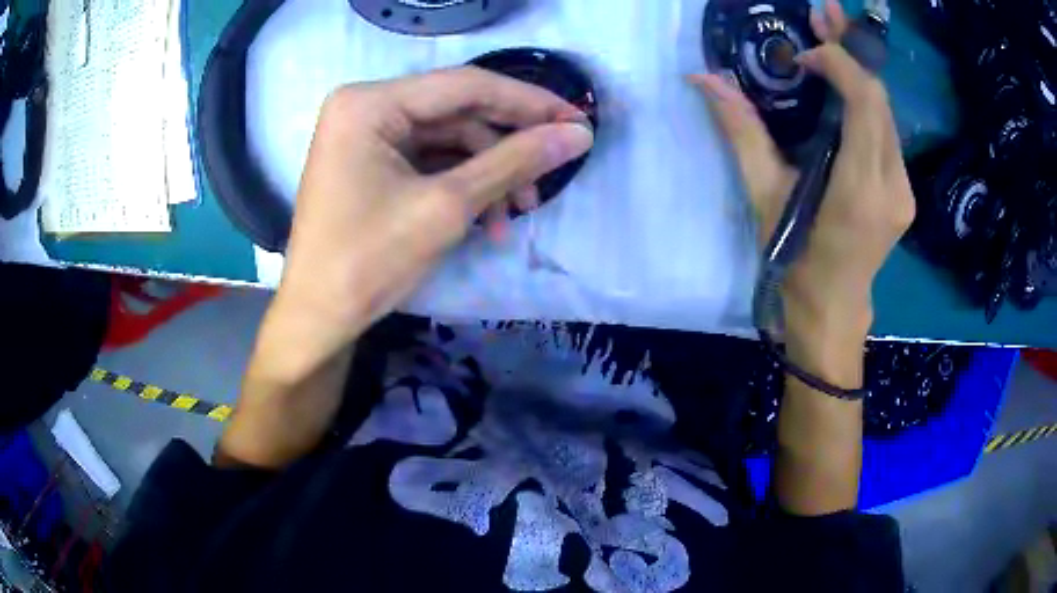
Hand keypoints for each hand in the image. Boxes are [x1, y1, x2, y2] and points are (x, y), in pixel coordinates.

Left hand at [276, 67, 593, 371]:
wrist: (319, 317)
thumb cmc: (369, 261)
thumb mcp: (447, 206)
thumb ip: (515, 161)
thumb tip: (579, 135)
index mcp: (370, 102)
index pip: (465, 85)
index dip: (528, 102)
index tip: (577, 120)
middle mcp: (365, 105)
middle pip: (457, 110)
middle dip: (507, 145)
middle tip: (555, 168)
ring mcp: (366, 133)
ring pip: (447, 138)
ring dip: (488, 173)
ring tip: (517, 214)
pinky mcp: (370, 160)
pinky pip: (429, 159)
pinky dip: (462, 184)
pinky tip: (488, 219)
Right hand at [693, 0, 914, 378]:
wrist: (833, 308)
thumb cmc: (794, 260)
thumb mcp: (763, 196)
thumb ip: (740, 132)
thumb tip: (703, 79)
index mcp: (859, 190)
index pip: (866, 104)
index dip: (840, 64)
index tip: (805, 58)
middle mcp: (893, 186)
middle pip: (881, 100)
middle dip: (852, 52)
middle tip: (824, 14)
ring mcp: (903, 189)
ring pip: (887, 112)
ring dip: (859, 73)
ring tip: (831, 38)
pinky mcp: (903, 190)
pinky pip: (888, 131)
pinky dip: (866, 100)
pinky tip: (844, 85)